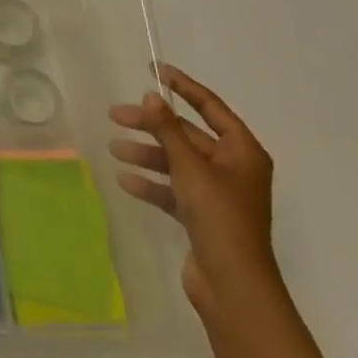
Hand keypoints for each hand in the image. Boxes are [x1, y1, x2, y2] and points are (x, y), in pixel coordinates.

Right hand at [108, 65, 279, 317]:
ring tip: (115, 149)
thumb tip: (152, 96)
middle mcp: (233, 168)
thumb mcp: (189, 166)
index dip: (183, 86)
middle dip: (152, 126)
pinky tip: (126, 180)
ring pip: (177, 162)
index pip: (210, 106)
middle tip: (116, 116)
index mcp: (242, 151)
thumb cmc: (219, 217)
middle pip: (187, 135)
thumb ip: (167, 129)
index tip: (153, 70)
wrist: (233, 288)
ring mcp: (218, 195)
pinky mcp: (203, 218)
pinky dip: (153, 183)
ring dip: (147, 155)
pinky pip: (174, 190)